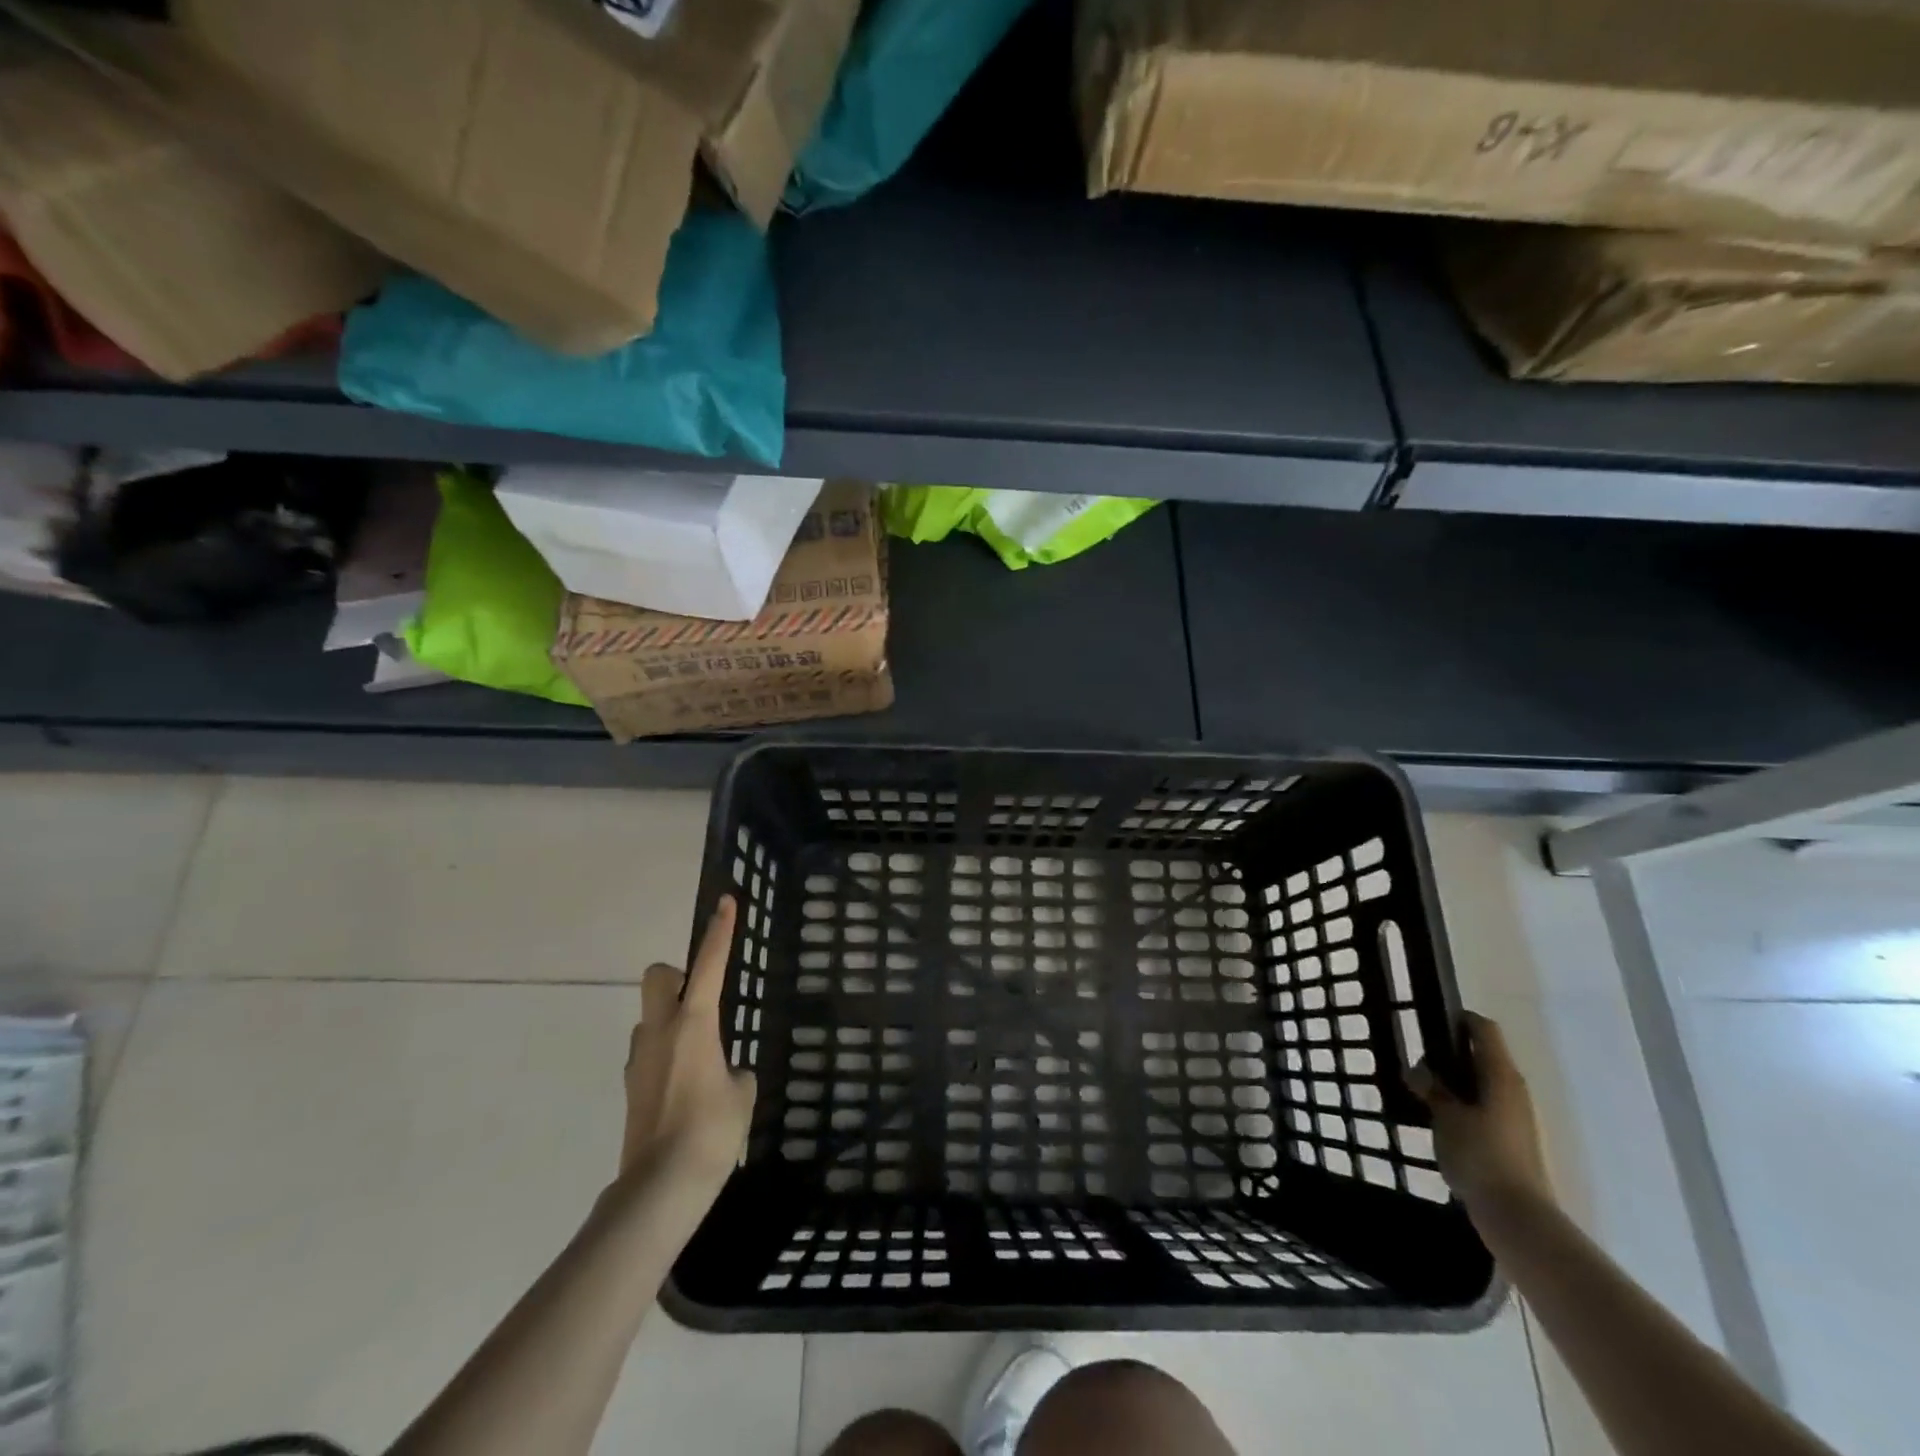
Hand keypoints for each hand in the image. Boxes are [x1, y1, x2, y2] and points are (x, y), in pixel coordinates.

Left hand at [621, 896, 756, 1189]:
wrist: (660, 1187)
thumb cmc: (712, 1131)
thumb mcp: (742, 1094)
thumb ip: (736, 1072)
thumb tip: (725, 1074)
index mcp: (695, 1023)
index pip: (710, 964)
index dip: (720, 931)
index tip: (726, 902)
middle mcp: (661, 1031)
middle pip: (658, 977)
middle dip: (677, 977)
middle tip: (701, 1001)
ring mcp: (640, 1059)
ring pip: (650, 1016)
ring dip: (671, 1020)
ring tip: (700, 1056)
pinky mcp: (632, 1086)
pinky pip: (649, 1051)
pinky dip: (665, 1055)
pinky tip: (685, 1087)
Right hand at [1410, 1012, 1552, 1218]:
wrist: (1516, 1215)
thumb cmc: (1480, 1154)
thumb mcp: (1445, 1116)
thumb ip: (1431, 1088)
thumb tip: (1417, 1071)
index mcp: (1500, 1074)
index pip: (1483, 1029)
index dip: (1458, 1019)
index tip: (1427, 1023)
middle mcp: (1513, 1089)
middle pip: (1482, 1055)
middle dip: (1449, 1053)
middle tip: (1416, 1059)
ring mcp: (1515, 1116)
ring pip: (1482, 1083)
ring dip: (1454, 1081)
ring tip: (1421, 1089)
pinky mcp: (1511, 1139)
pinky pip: (1483, 1107)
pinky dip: (1462, 1104)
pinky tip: (1438, 1118)